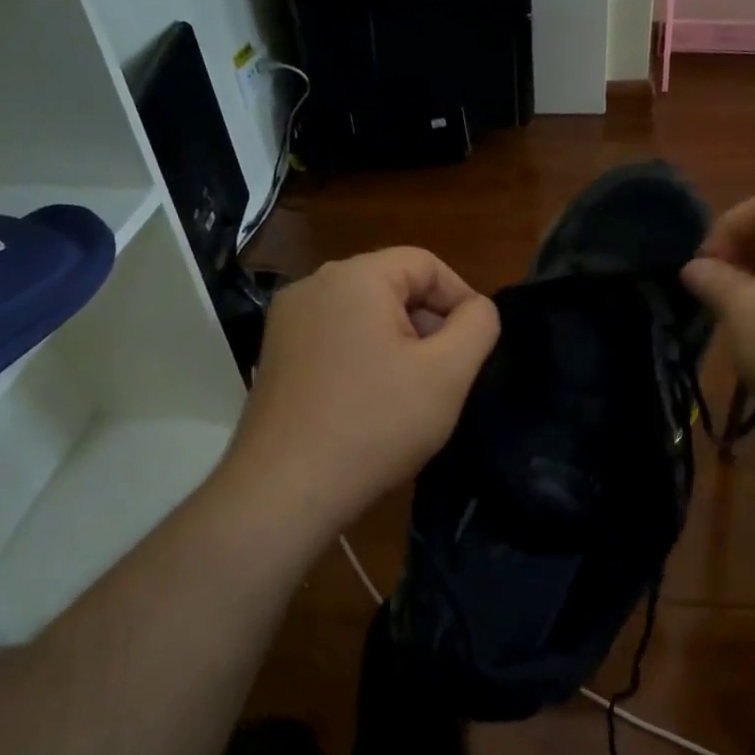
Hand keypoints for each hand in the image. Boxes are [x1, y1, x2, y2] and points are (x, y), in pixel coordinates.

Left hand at [223, 247, 498, 527]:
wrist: (285, 490)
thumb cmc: (376, 424)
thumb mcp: (448, 372)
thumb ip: (478, 325)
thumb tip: (477, 309)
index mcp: (353, 277)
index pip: (425, 263)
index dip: (460, 299)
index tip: (474, 346)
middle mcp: (313, 286)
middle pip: (393, 286)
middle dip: (429, 324)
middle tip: (446, 375)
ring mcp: (287, 322)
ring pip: (365, 315)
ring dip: (400, 344)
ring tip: (412, 393)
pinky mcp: (276, 356)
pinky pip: (337, 339)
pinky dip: (366, 359)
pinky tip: (373, 404)